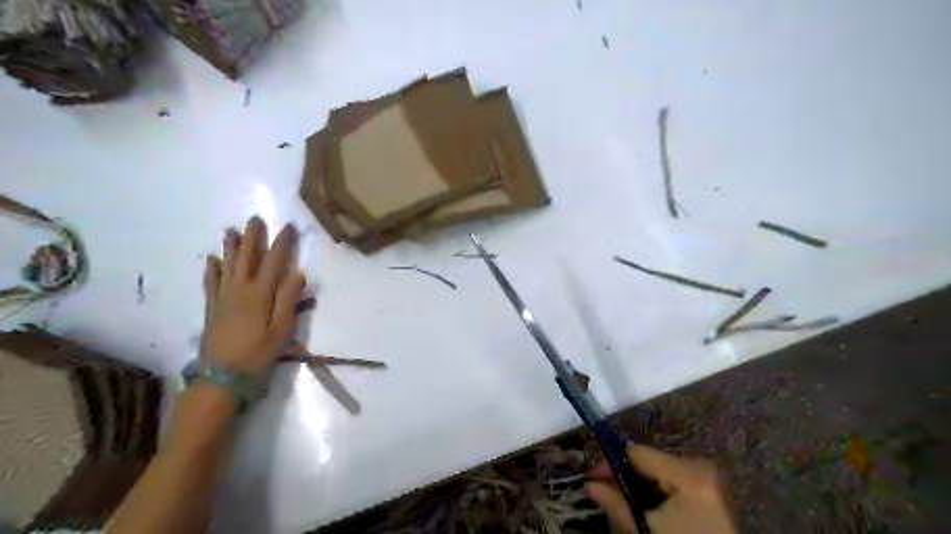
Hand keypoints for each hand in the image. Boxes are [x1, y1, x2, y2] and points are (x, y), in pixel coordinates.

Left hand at [203, 218, 307, 378]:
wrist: (223, 377)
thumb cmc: (259, 353)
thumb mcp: (282, 329)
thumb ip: (289, 299)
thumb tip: (299, 274)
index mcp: (260, 294)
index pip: (274, 262)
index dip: (282, 243)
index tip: (289, 226)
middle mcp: (240, 290)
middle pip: (247, 258)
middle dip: (253, 238)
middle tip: (255, 219)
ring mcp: (223, 298)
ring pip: (227, 266)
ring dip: (230, 247)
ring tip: (230, 230)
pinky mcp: (212, 309)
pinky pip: (210, 283)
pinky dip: (211, 269)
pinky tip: (211, 259)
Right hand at [587, 447, 733, 533]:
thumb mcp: (645, 530)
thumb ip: (616, 505)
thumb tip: (589, 485)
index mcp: (686, 472)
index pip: (636, 452)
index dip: (611, 463)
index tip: (591, 478)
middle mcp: (698, 467)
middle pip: (648, 461)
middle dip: (624, 476)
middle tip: (605, 493)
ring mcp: (707, 480)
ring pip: (659, 473)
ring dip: (638, 486)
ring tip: (624, 504)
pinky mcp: (710, 494)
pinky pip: (673, 483)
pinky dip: (656, 493)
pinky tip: (647, 510)